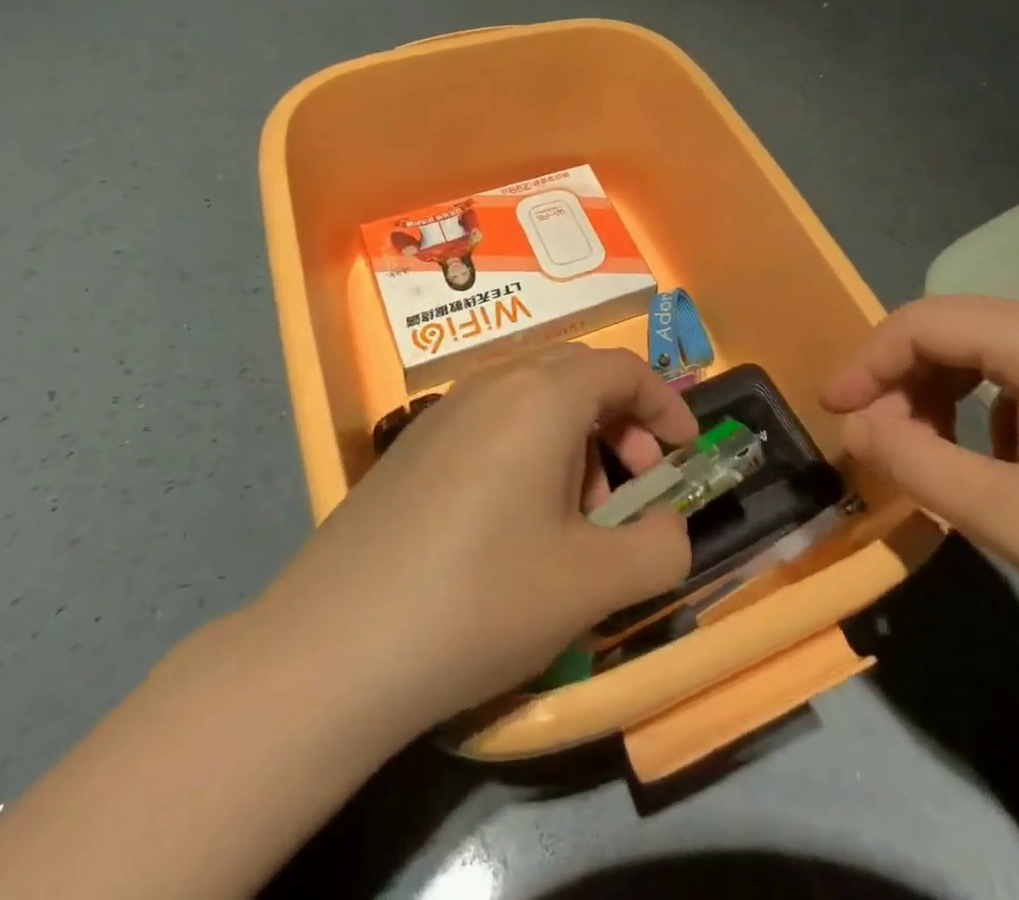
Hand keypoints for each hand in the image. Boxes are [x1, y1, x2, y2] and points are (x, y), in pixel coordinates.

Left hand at [252, 345, 694, 734]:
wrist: (334, 649)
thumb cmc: (480, 601)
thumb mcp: (593, 584)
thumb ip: (660, 548)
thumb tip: (670, 527)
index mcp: (541, 396)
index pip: (622, 368)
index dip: (665, 403)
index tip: (684, 453)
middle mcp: (492, 384)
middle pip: (578, 375)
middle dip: (621, 421)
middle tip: (634, 482)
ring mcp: (444, 410)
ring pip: (533, 398)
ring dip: (575, 438)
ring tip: (576, 514)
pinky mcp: (412, 445)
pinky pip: (492, 421)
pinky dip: (529, 449)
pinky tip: (515, 520)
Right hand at [822, 296, 1018, 705]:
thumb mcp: (1009, 519)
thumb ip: (913, 460)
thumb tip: (855, 424)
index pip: (926, 322)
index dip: (867, 360)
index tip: (832, 410)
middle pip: (962, 329)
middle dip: (906, 378)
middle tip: (878, 438)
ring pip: (999, 351)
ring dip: (948, 392)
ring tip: (935, 454)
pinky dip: (996, 407)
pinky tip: (1010, 465)